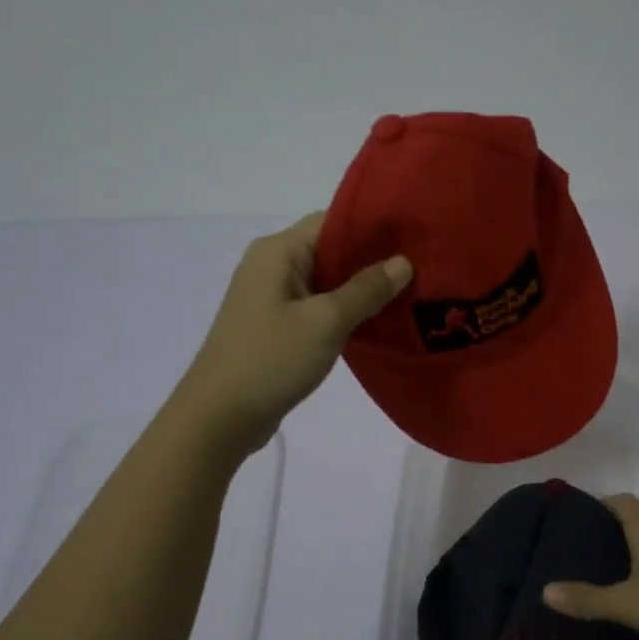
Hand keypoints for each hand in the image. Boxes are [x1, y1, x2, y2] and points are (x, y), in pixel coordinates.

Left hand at [174, 212, 410, 458]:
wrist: (219, 418)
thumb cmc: (271, 360)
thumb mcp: (326, 322)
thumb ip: (366, 290)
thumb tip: (403, 262)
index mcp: (277, 252)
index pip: (331, 221)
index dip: (372, 229)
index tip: (413, 242)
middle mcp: (271, 266)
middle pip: (330, 250)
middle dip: (372, 261)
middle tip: (419, 271)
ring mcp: (271, 298)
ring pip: (326, 282)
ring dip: (360, 290)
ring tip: (407, 296)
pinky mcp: (275, 327)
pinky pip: (317, 307)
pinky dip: (344, 312)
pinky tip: (376, 323)